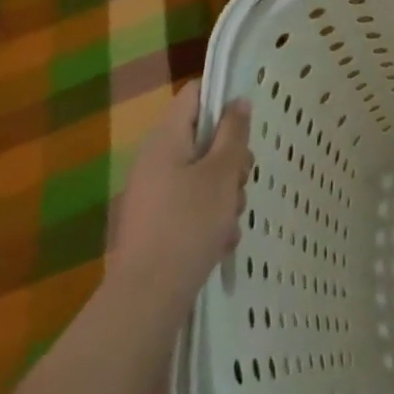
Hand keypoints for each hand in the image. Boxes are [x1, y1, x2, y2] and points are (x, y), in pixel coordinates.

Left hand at [114, 80, 251, 307]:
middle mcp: (156, 160)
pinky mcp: (158, 224)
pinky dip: (210, 219)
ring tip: (230, 220)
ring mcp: (155, 194)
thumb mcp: (221, 174)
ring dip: (225, 193)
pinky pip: (192, 206)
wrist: (147, 298)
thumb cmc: (188, 224)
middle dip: (231, 159)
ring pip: (203, 175)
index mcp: (166, 139)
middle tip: (241, 180)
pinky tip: (220, 242)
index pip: (194, 94)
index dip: (222, 98)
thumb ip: (233, 134)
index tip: (247, 122)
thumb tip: (238, 101)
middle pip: (204, 138)